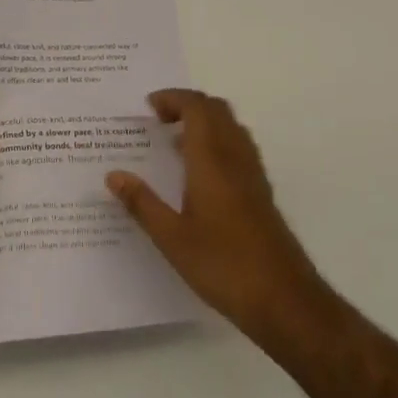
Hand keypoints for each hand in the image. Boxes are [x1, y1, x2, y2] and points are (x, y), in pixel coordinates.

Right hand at [106, 89, 325, 345]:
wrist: (284, 299)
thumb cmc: (223, 265)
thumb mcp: (172, 238)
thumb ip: (142, 203)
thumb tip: (113, 174)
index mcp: (212, 159)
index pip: (197, 107)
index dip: (173, 98)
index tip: (148, 108)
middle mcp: (235, 157)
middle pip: (216, 109)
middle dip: (187, 105)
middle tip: (158, 121)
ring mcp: (253, 174)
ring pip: (230, 127)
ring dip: (204, 122)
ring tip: (174, 144)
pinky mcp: (261, 192)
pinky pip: (238, 147)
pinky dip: (216, 142)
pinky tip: (198, 176)